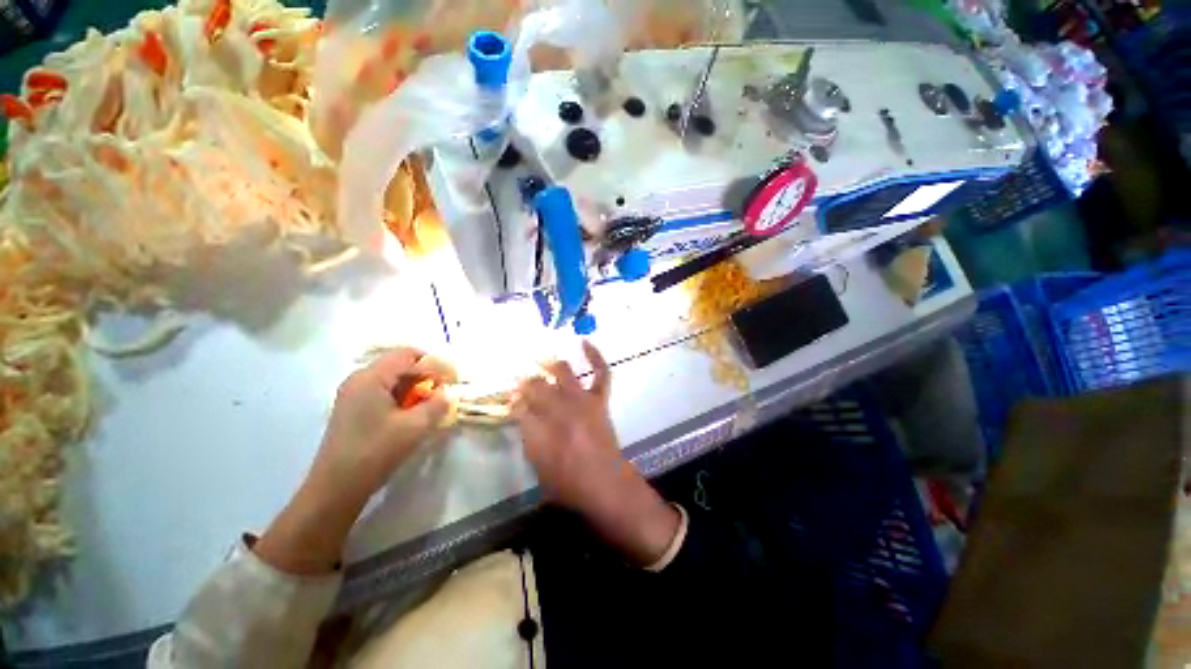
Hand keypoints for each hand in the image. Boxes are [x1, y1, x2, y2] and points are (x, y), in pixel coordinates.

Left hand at [256, 348, 454, 574]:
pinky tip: (411, 414)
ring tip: (430, 404)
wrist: (336, 488)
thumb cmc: (375, 452)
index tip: (452, 379)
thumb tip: (449, 392)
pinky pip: (383, 391)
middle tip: (443, 392)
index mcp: (371, 377)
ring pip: (392, 379)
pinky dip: (402, 397)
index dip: (434, 363)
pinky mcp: (352, 409)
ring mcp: (353, 394)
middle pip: (399, 364)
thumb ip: (437, 404)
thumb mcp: (415, 427)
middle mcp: (359, 379)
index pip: (408, 354)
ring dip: (414, 387)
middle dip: (425, 375)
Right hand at [514, 342, 679, 565]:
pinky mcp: (598, 400)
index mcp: (539, 429)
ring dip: (549, 365)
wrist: (606, 485)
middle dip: (525, 382)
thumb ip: (527, 437)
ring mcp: (581, 401)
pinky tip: (584, 342)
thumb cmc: (568, 484)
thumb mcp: (538, 466)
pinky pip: (600, 373)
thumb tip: (521, 412)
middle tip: (519, 381)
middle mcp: (558, 409)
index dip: (512, 399)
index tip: (509, 397)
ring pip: (562, 373)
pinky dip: (595, 356)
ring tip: (540, 359)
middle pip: (537, 386)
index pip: (518, 405)